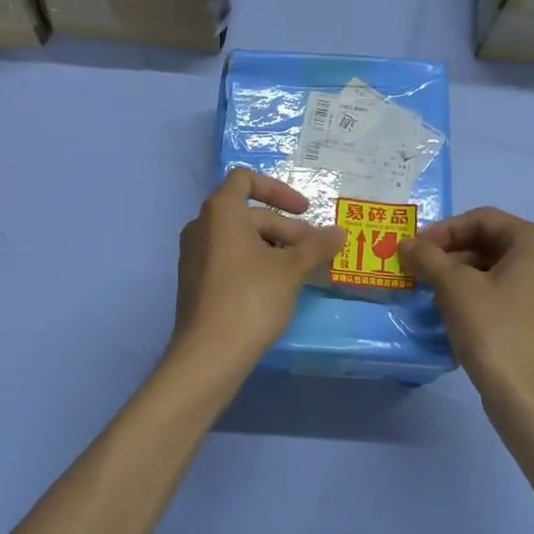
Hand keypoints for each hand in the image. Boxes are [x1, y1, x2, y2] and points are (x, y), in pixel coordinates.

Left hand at [166, 169, 345, 386]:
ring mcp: (194, 255)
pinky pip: (228, 259)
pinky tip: (276, 288)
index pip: (246, 179)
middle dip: (285, 229)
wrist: (209, 354)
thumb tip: (340, 233)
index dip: (279, 190)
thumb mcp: (291, 269)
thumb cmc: (251, 298)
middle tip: (315, 254)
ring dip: (273, 248)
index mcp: (220, 211)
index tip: (304, 210)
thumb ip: (316, 246)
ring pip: (239, 239)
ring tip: (300, 272)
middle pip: (248, 214)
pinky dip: (254, 263)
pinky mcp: (195, 282)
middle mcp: (201, 226)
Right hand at [401, 207, 533, 424]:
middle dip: (449, 252)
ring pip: (493, 267)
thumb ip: (428, 258)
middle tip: (417, 268)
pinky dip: (474, 292)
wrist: (531, 401)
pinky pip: (503, 290)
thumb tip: (405, 244)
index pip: (482, 218)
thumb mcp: (455, 288)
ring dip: (457, 273)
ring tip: (428, 289)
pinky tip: (450, 310)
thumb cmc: (496, 332)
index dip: (443, 230)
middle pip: (489, 241)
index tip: (414, 249)